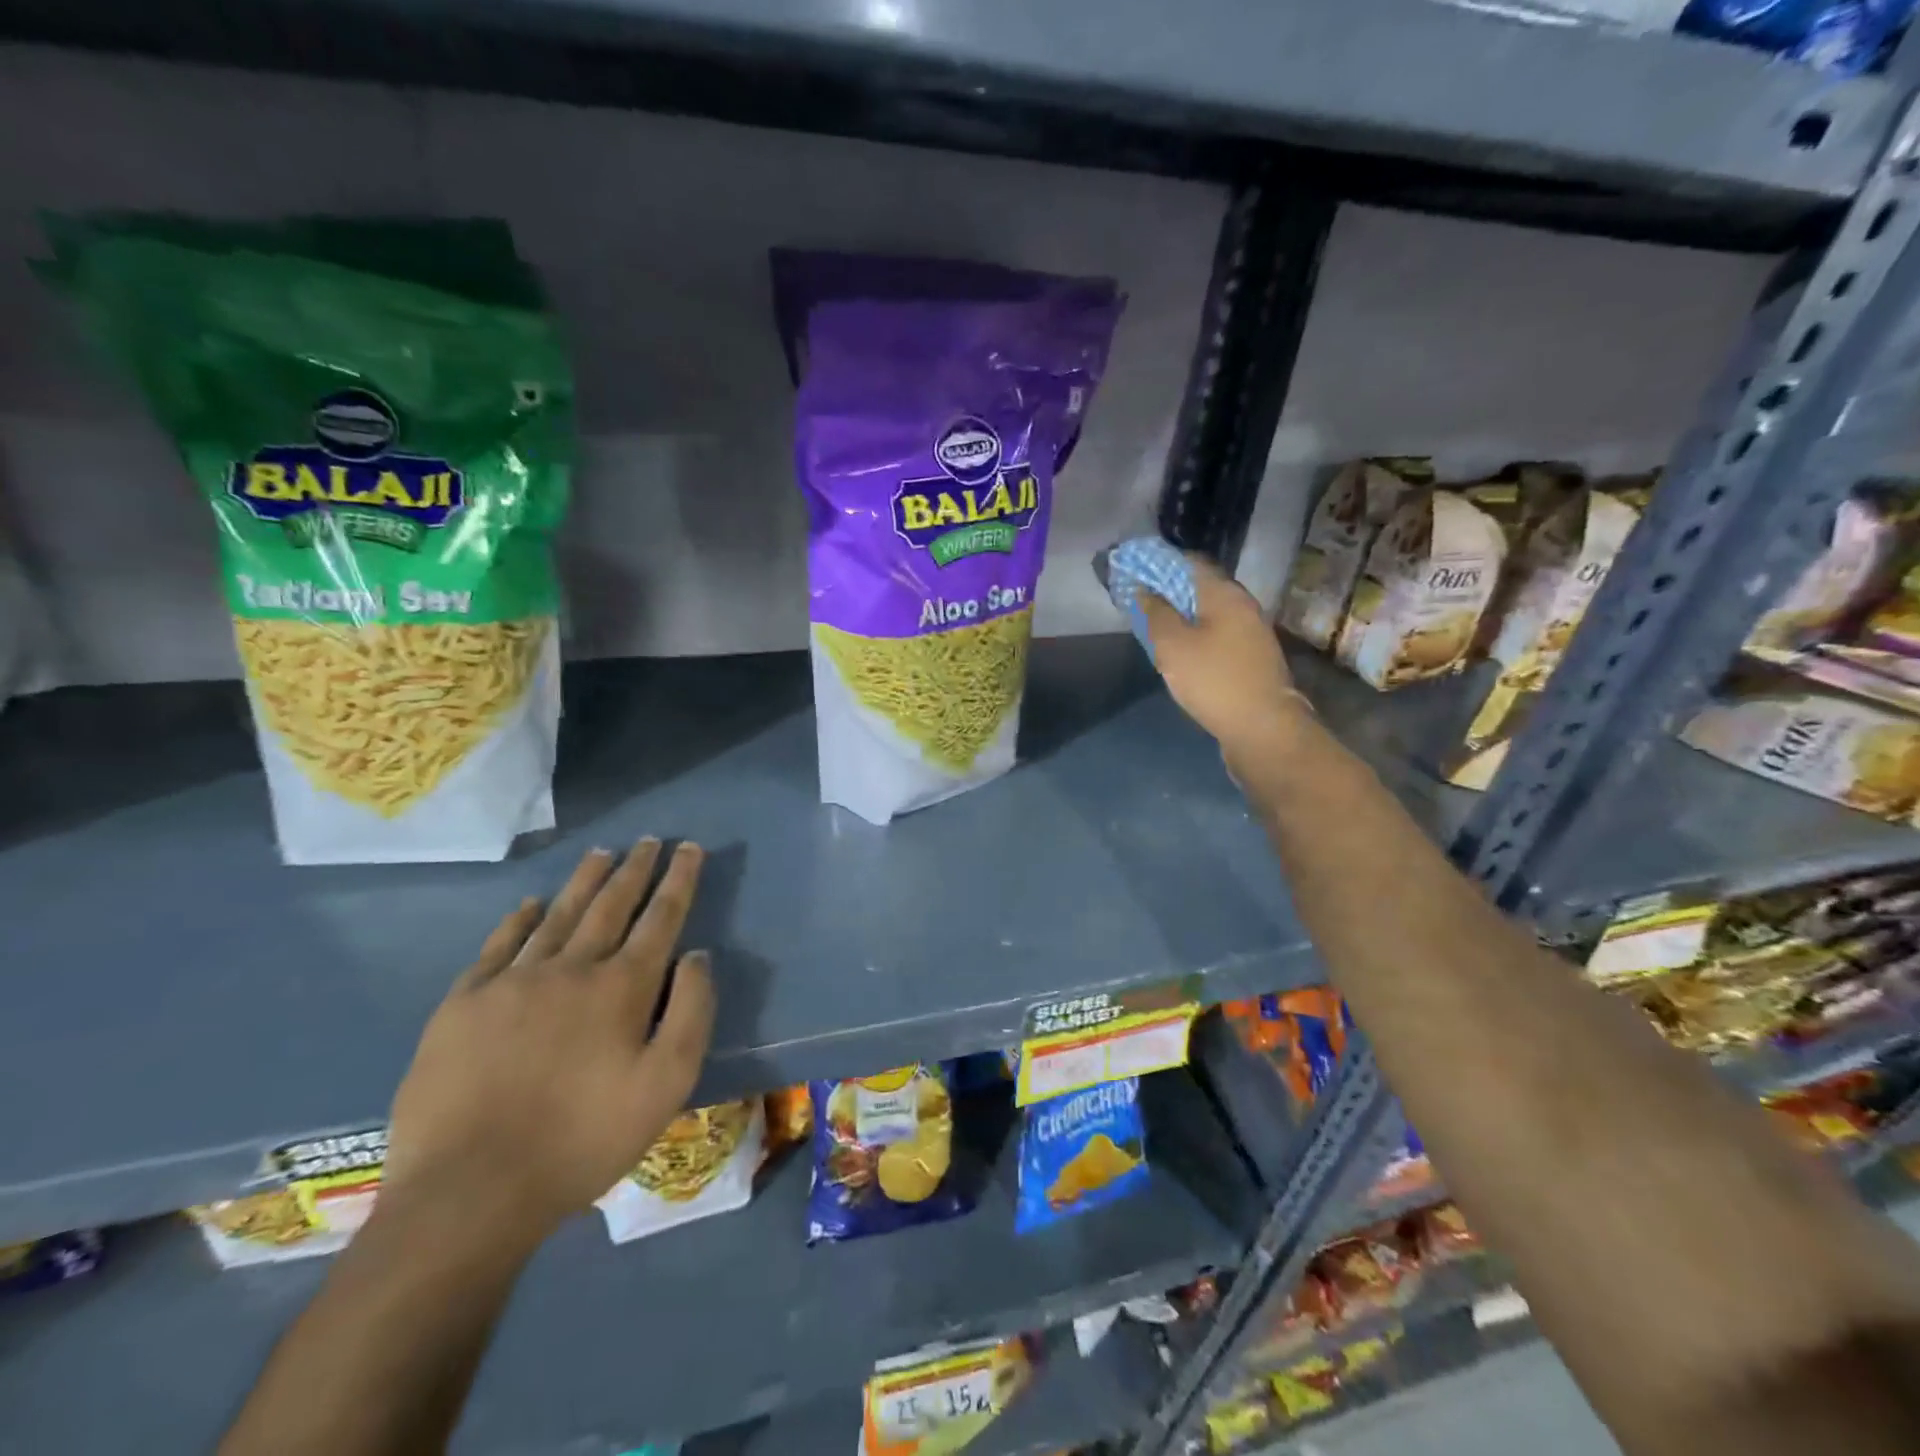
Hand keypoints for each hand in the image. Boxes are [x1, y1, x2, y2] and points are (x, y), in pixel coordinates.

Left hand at [382, 839, 715, 1245]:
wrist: (469, 1192)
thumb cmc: (584, 1140)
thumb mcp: (667, 1085)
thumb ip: (692, 1012)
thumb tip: (697, 955)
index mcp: (622, 987)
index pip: (660, 917)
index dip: (678, 880)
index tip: (689, 848)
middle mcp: (570, 968)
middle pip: (610, 904)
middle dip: (634, 869)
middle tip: (648, 840)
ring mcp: (511, 983)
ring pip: (558, 915)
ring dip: (584, 880)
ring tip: (601, 852)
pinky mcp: (463, 1005)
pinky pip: (499, 946)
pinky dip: (521, 919)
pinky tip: (532, 904)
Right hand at [1136, 557, 1306, 758]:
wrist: (1263, 728)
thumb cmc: (1214, 680)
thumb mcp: (1173, 646)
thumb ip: (1155, 613)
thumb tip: (1144, 590)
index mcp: (1226, 594)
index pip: (1190, 563)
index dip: (1159, 564)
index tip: (1134, 573)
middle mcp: (1243, 607)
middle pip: (1201, 588)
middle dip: (1169, 591)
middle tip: (1139, 603)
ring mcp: (1251, 634)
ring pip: (1209, 614)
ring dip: (1182, 616)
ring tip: (1153, 628)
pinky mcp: (1251, 659)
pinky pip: (1217, 636)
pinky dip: (1195, 636)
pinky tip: (1179, 653)